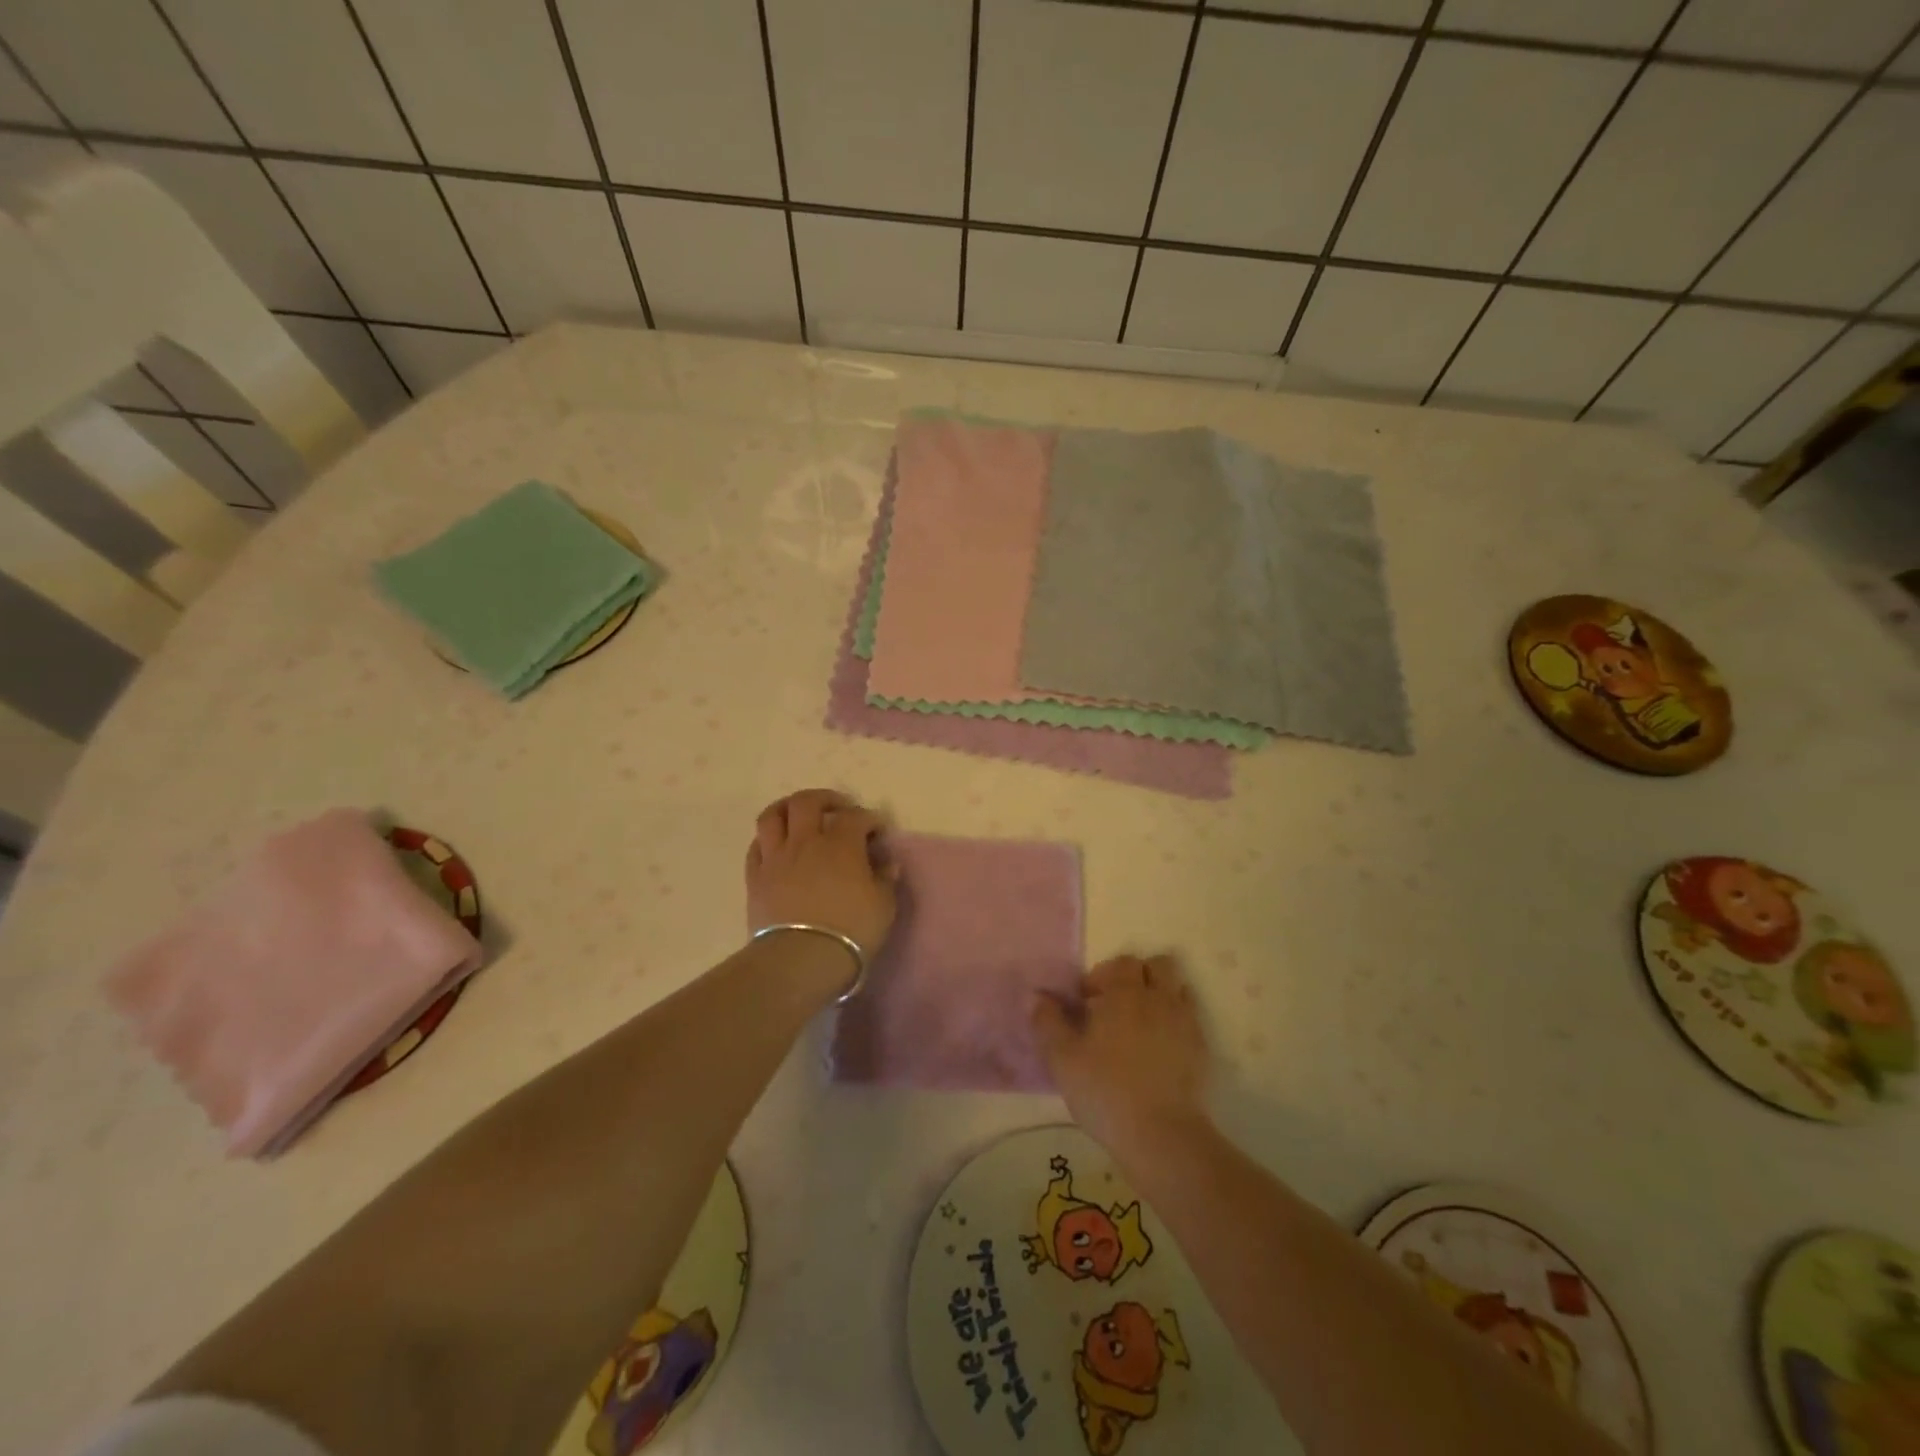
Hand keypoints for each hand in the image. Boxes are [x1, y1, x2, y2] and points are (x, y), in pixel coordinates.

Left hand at [744, 789, 896, 958]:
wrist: (800, 959)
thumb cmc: (850, 931)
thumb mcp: (883, 907)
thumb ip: (885, 880)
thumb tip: (887, 864)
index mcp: (841, 844)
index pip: (856, 817)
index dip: (869, 818)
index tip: (877, 830)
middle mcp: (806, 841)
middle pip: (808, 802)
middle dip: (826, 799)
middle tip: (838, 809)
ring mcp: (776, 857)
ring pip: (773, 815)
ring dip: (788, 808)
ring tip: (799, 815)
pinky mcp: (755, 878)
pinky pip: (756, 846)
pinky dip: (768, 839)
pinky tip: (778, 846)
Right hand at [1032, 953, 1210, 1155]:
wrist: (1161, 1135)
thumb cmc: (1105, 1091)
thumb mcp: (1062, 1059)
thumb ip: (1047, 1022)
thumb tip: (1037, 996)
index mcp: (1124, 993)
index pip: (1121, 963)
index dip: (1103, 976)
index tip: (1087, 1003)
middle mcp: (1158, 998)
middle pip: (1157, 966)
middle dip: (1136, 977)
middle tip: (1115, 1006)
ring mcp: (1185, 1022)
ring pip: (1178, 987)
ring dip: (1160, 994)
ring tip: (1140, 1022)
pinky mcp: (1202, 1049)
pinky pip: (1191, 1018)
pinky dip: (1175, 1021)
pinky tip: (1160, 1048)